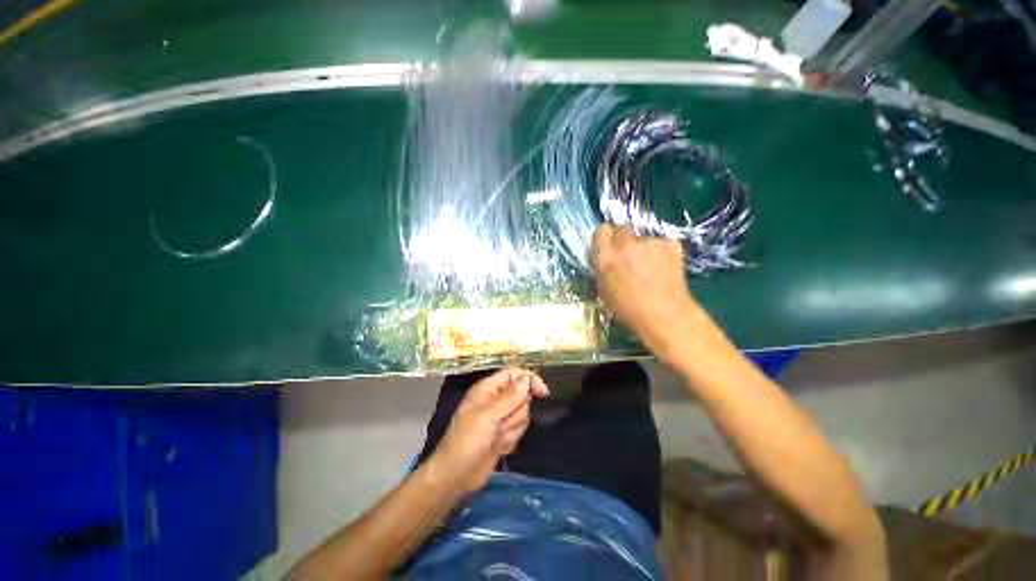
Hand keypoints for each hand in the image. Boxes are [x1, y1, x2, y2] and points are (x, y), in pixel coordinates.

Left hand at [428, 368, 549, 493]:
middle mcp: (495, 399)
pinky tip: (497, 447)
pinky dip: (510, 439)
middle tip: (501, 424)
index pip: (514, 374)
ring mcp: (500, 417)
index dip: (529, 379)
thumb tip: (526, 378)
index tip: (543, 393)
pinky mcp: (503, 433)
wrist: (456, 477)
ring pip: (522, 414)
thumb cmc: (467, 441)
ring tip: (496, 438)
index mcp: (488, 389)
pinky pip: (519, 430)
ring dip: (512, 428)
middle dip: (516, 413)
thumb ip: (509, 397)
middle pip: (522, 395)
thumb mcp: (487, 417)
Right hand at [591, 224, 700, 362]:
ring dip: (645, 247)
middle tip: (629, 254)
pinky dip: (663, 252)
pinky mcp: (671, 243)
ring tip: (651, 267)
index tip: (609, 246)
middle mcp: (625, 245)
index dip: (606, 237)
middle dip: (625, 239)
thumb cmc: (629, 310)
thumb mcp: (604, 290)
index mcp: (606, 257)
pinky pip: (663, 243)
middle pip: (623, 228)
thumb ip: (603, 268)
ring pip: (644, 237)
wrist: (665, 315)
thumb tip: (606, 258)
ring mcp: (650, 242)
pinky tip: (665, 268)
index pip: (602, 229)